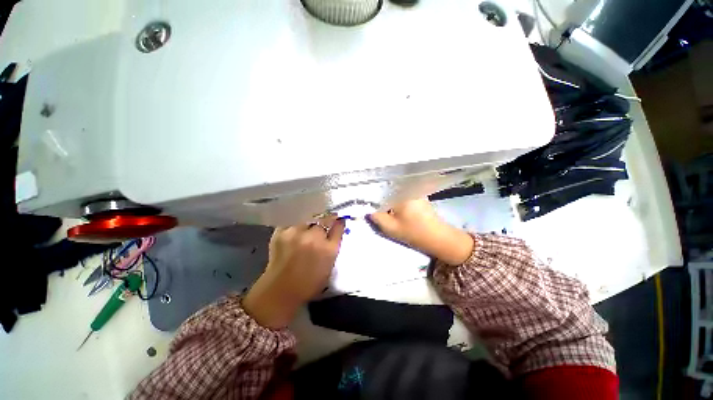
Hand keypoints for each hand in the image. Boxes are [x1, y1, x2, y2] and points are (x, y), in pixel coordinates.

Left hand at [243, 216, 345, 328]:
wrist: (280, 291)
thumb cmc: (309, 282)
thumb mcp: (329, 265)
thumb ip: (334, 245)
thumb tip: (337, 227)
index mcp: (329, 249)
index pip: (338, 226)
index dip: (338, 222)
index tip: (338, 220)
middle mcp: (314, 238)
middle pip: (324, 220)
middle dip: (325, 222)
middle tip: (321, 228)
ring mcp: (296, 233)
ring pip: (308, 220)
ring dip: (309, 225)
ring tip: (305, 233)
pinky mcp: (281, 233)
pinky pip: (293, 223)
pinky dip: (296, 227)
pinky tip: (294, 236)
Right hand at [368, 199, 473, 265]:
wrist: (438, 238)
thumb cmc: (413, 232)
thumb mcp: (390, 227)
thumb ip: (376, 217)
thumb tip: (367, 210)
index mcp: (401, 193)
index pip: (380, 190)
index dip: (371, 196)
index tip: (364, 202)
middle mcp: (408, 189)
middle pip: (387, 190)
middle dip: (378, 197)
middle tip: (370, 205)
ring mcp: (414, 192)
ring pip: (394, 193)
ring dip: (387, 199)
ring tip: (380, 207)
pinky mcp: (418, 197)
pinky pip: (402, 195)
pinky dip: (395, 200)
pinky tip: (392, 208)